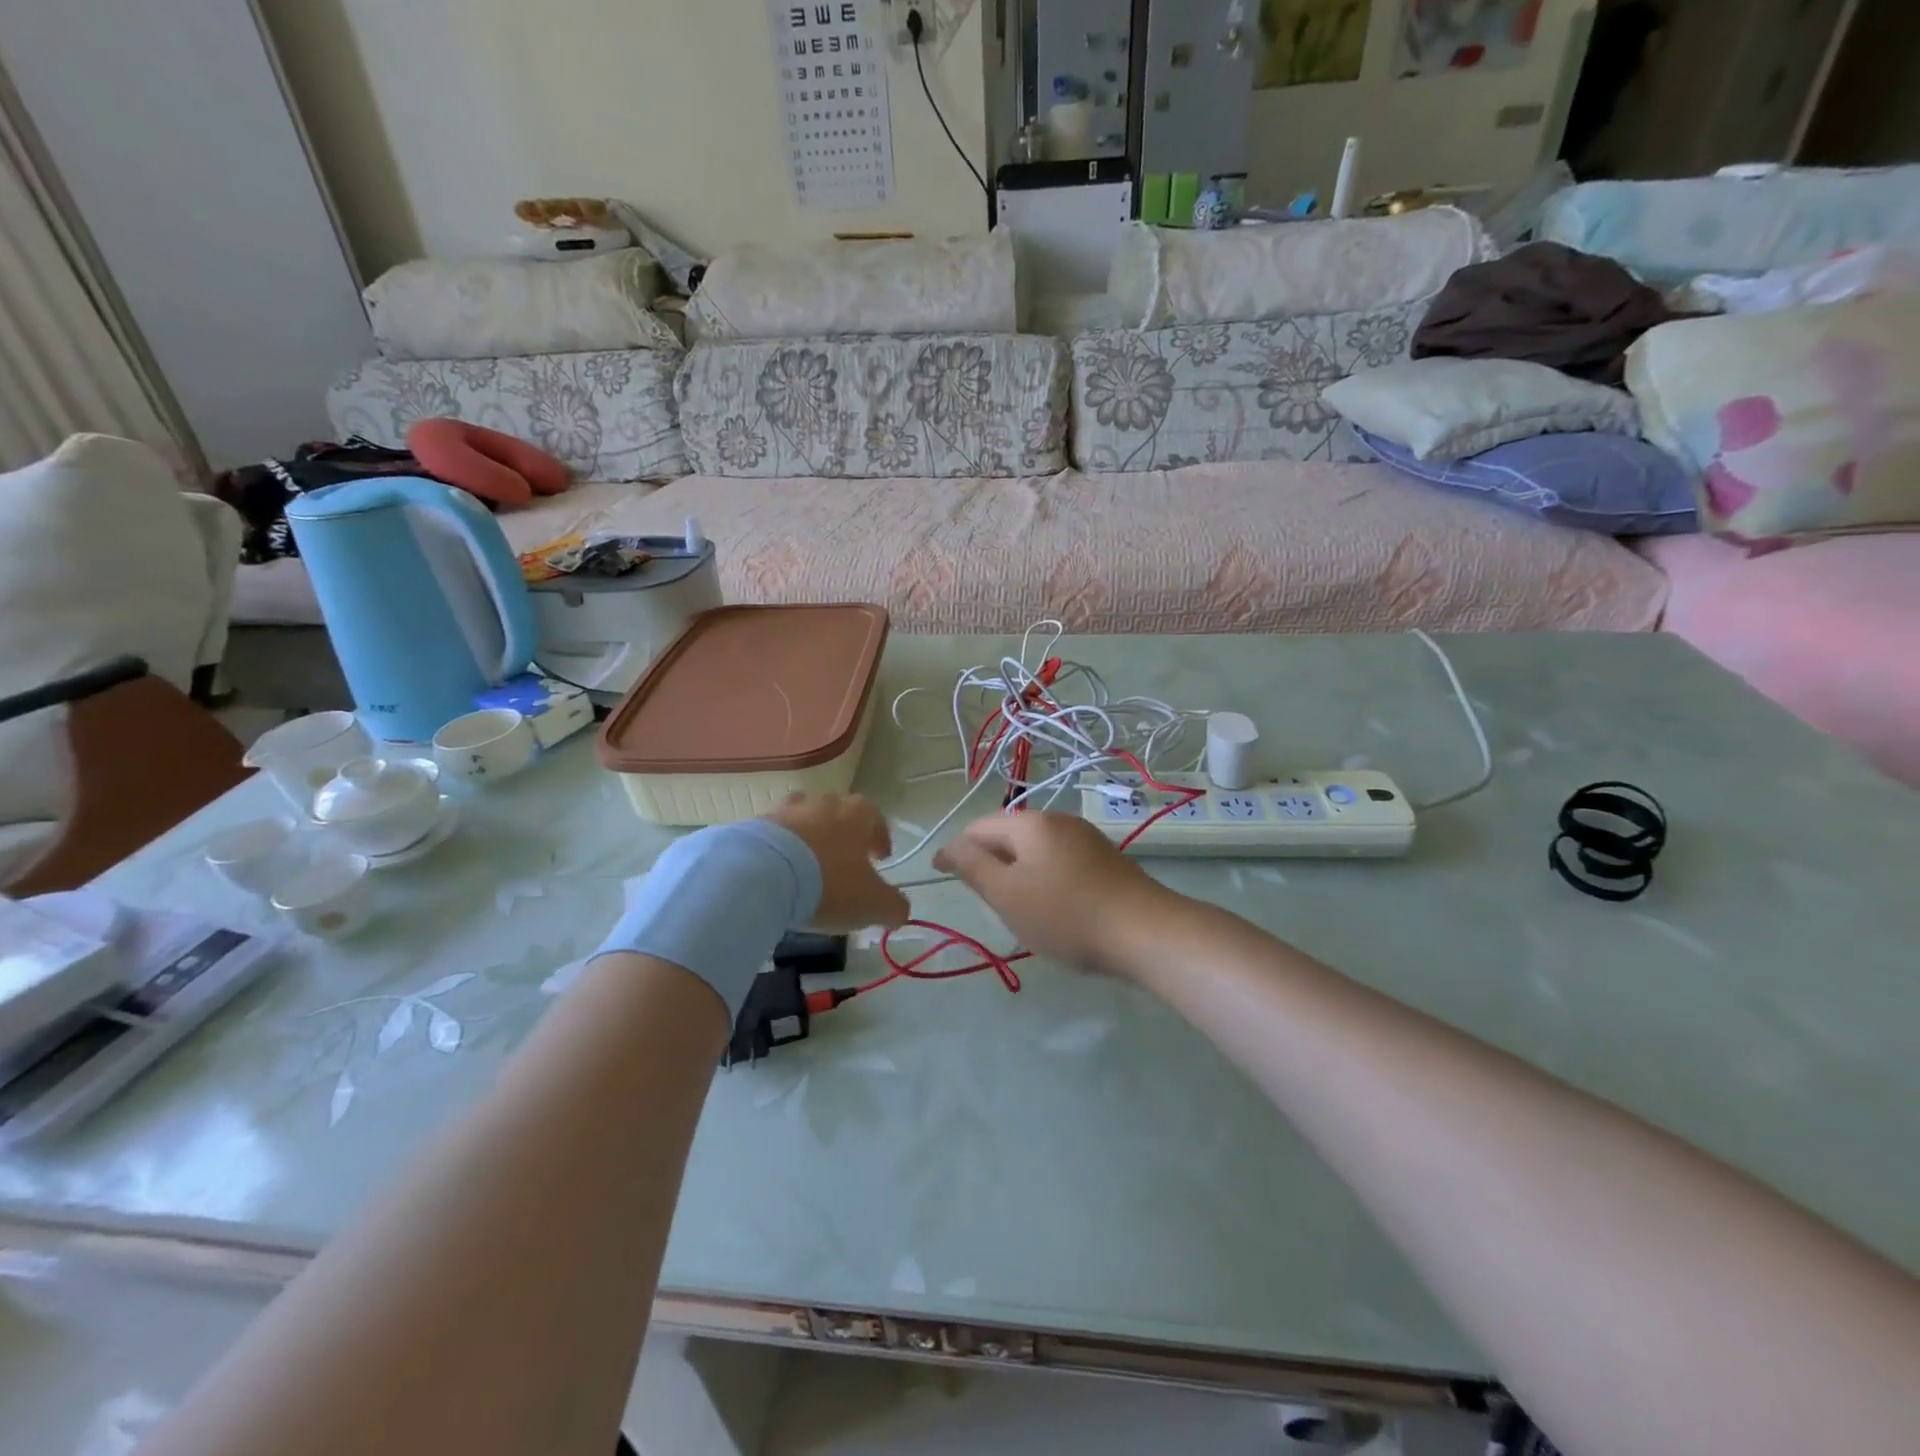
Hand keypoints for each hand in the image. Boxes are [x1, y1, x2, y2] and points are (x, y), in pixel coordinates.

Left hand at [767, 794, 910, 930]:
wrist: (761, 875)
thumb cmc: (829, 884)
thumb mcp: (872, 904)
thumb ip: (894, 906)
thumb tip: (900, 910)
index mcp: (857, 813)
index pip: (876, 817)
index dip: (880, 838)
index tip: (880, 859)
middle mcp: (824, 802)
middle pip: (839, 814)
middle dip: (844, 837)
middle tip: (844, 865)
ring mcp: (787, 809)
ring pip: (805, 820)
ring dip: (810, 840)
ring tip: (807, 869)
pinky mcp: (756, 824)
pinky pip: (775, 836)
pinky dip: (781, 851)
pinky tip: (779, 875)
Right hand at [933, 812, 1174, 975]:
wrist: (1145, 932)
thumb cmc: (1066, 914)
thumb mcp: (1007, 895)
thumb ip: (973, 867)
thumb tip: (948, 847)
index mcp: (1030, 823)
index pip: (979, 827)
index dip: (956, 849)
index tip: (940, 874)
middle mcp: (1059, 820)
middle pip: (1009, 833)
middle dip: (988, 858)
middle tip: (979, 894)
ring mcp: (1086, 838)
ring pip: (1036, 848)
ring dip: (1016, 868)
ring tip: (1012, 903)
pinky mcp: (1106, 859)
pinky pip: (1060, 860)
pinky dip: (1043, 876)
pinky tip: (1050, 904)